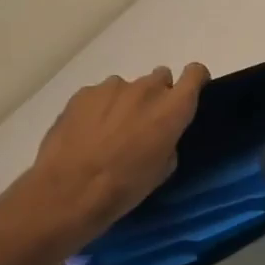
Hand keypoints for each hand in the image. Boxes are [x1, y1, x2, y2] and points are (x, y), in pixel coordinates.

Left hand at [17, 64, 208, 245]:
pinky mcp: (84, 93)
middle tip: (145, 123)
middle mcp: (146, 89)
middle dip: (158, 96)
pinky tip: (88, 133)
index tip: (189, 95)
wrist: (70, 190)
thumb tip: (160, 132)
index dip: (195, 80)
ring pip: (129, 87)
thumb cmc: (126, 186)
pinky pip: (101, 94)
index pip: (195, 73)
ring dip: (127, 102)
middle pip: (161, 77)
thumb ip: (169, 139)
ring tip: (110, 132)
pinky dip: (100, 108)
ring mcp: (112, 87)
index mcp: (172, 108)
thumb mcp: (163, 169)